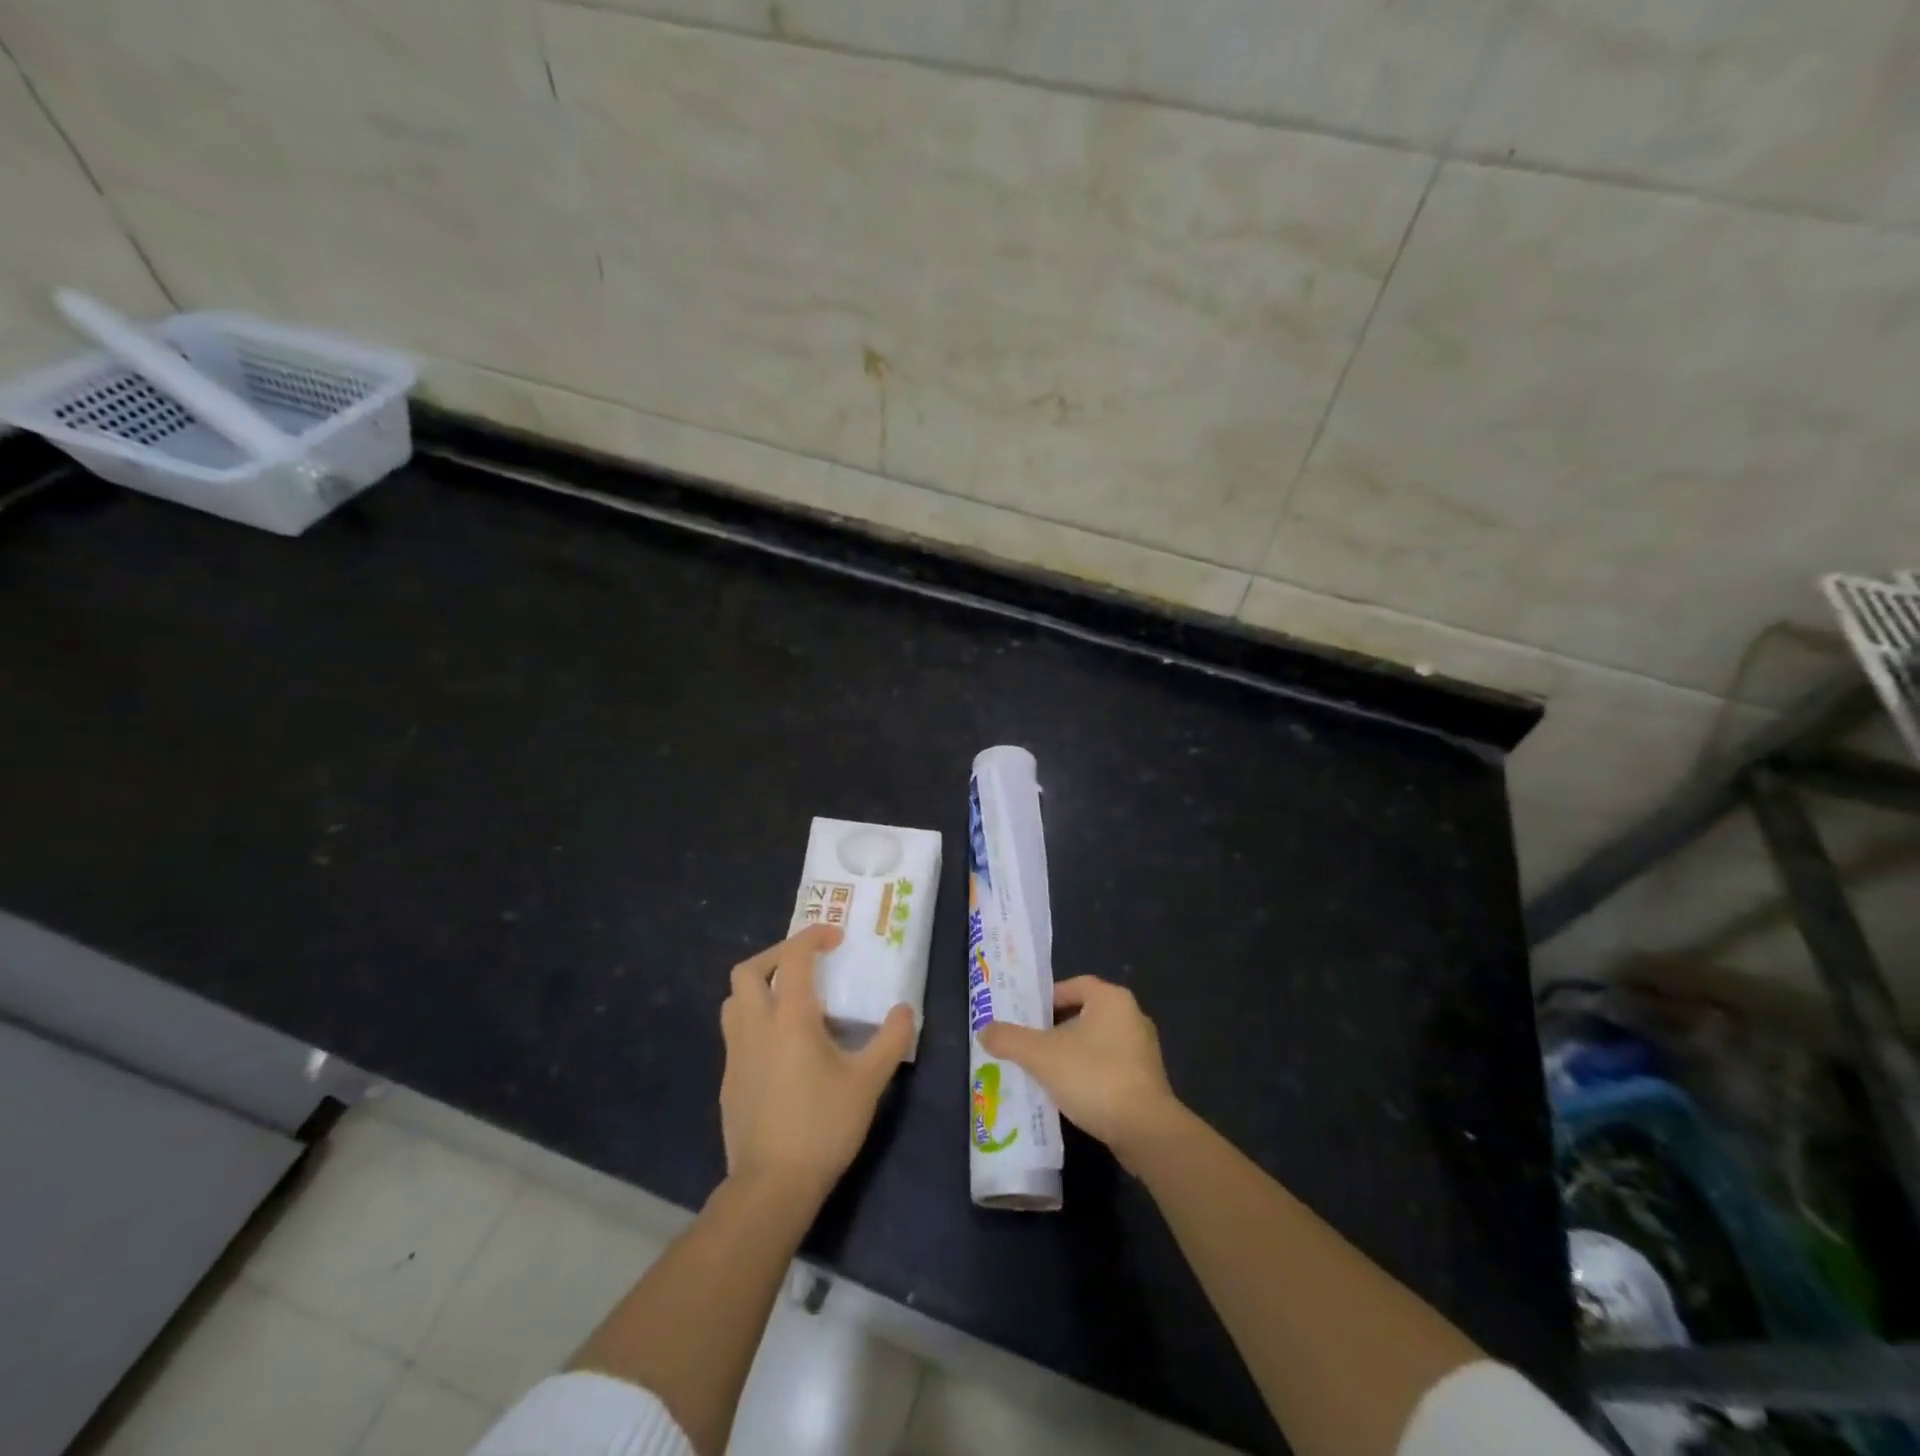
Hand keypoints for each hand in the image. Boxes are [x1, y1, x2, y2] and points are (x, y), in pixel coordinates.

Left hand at [719, 925, 913, 1201]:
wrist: (771, 1186)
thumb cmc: (823, 1125)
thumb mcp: (869, 1081)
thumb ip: (891, 1039)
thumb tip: (904, 1010)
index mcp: (789, 1017)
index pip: (792, 956)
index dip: (813, 936)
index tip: (836, 938)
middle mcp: (755, 1026)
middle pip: (748, 970)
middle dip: (776, 954)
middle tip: (805, 963)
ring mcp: (735, 1055)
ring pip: (734, 1001)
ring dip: (758, 987)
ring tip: (789, 1000)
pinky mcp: (728, 1081)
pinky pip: (736, 1034)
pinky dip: (756, 1022)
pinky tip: (781, 1049)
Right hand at [977, 976, 1183, 1171]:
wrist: (1145, 1131)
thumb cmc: (1094, 1077)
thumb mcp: (1041, 1056)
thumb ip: (1010, 1039)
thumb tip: (983, 1030)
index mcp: (1112, 999)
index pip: (1075, 985)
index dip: (1048, 998)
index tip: (1027, 1017)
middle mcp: (1132, 1017)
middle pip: (1085, 1013)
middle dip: (1057, 1027)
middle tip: (1030, 1043)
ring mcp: (1144, 1050)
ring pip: (1098, 1042)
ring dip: (1073, 1052)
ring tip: (1045, 1070)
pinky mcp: (1147, 1081)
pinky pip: (1110, 1066)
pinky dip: (1089, 1073)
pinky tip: (1070, 1093)